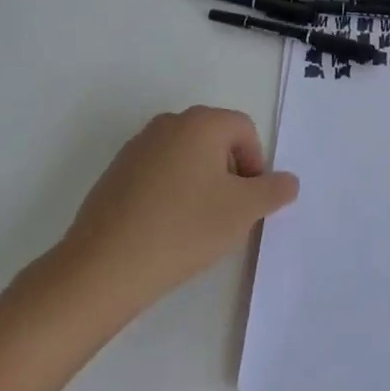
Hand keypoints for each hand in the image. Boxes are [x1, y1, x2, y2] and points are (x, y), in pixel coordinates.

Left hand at [37, 107, 297, 325]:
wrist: (102, 268)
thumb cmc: (183, 229)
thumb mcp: (242, 212)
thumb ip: (274, 190)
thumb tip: (287, 181)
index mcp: (202, 122)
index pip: (245, 130)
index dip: (256, 166)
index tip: (247, 205)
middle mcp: (169, 123)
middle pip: (216, 140)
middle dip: (229, 175)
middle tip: (226, 216)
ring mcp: (138, 146)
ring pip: (187, 157)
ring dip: (201, 184)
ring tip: (195, 226)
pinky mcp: (116, 172)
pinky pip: (159, 173)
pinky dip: (171, 193)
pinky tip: (165, 230)